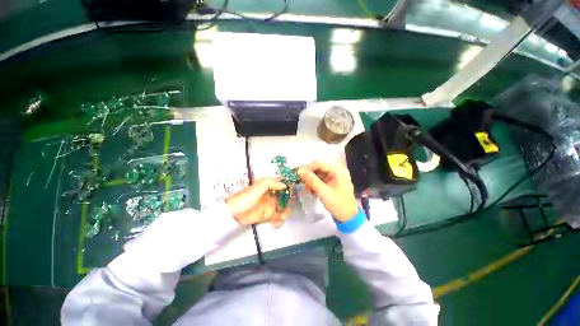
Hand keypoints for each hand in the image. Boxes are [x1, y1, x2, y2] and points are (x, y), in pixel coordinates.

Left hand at [226, 179, 291, 227]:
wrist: (234, 214)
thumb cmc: (246, 198)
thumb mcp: (257, 187)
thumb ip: (271, 183)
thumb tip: (284, 185)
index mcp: (269, 187)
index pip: (282, 186)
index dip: (289, 188)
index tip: (294, 193)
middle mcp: (272, 196)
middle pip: (285, 198)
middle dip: (289, 202)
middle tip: (288, 207)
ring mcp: (271, 206)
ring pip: (284, 208)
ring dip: (285, 213)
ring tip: (281, 217)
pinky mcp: (268, 216)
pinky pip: (278, 218)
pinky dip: (279, 221)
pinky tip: (276, 222)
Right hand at [297, 161, 357, 221]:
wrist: (348, 218)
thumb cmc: (338, 204)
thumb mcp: (323, 192)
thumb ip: (311, 180)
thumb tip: (299, 170)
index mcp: (338, 171)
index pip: (320, 164)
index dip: (308, 167)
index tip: (297, 172)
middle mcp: (337, 171)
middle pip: (319, 168)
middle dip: (309, 174)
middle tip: (299, 179)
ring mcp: (335, 177)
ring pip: (319, 174)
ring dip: (311, 180)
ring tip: (305, 187)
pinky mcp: (332, 183)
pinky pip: (321, 179)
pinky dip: (315, 183)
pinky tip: (311, 190)